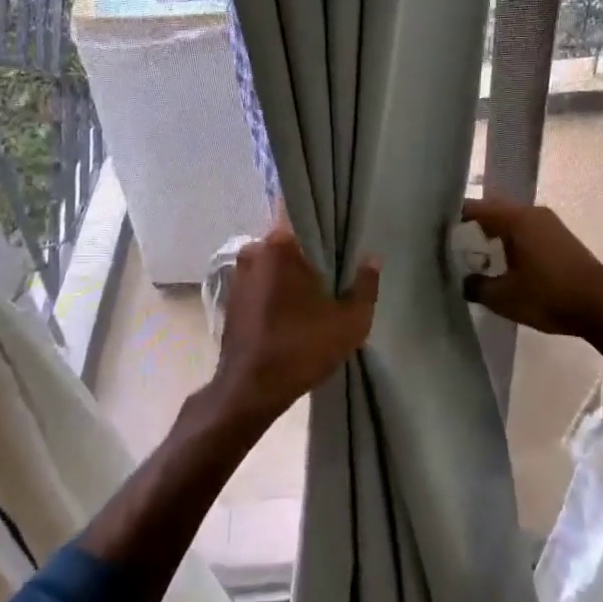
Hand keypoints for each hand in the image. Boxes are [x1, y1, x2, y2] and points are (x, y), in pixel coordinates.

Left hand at [206, 224, 379, 429]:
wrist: (249, 391)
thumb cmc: (301, 348)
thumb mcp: (350, 321)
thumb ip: (365, 285)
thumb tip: (371, 259)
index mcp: (280, 244)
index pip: (300, 210)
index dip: (321, 217)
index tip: (339, 226)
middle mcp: (254, 250)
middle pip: (288, 237)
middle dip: (308, 249)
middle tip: (334, 263)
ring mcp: (238, 274)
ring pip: (273, 260)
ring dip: (291, 271)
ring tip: (316, 288)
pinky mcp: (231, 297)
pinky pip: (260, 280)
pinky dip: (275, 287)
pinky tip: (293, 307)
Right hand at [460, 197, 602, 339]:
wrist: (602, 308)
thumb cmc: (549, 297)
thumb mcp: (503, 297)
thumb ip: (476, 285)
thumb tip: (462, 280)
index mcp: (516, 219)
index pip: (475, 208)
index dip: (453, 217)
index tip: (434, 230)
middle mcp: (532, 213)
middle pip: (493, 210)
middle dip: (471, 224)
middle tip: (450, 243)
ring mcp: (549, 224)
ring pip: (510, 221)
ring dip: (492, 233)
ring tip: (472, 253)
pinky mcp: (559, 238)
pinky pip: (525, 230)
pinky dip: (509, 240)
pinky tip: (502, 261)